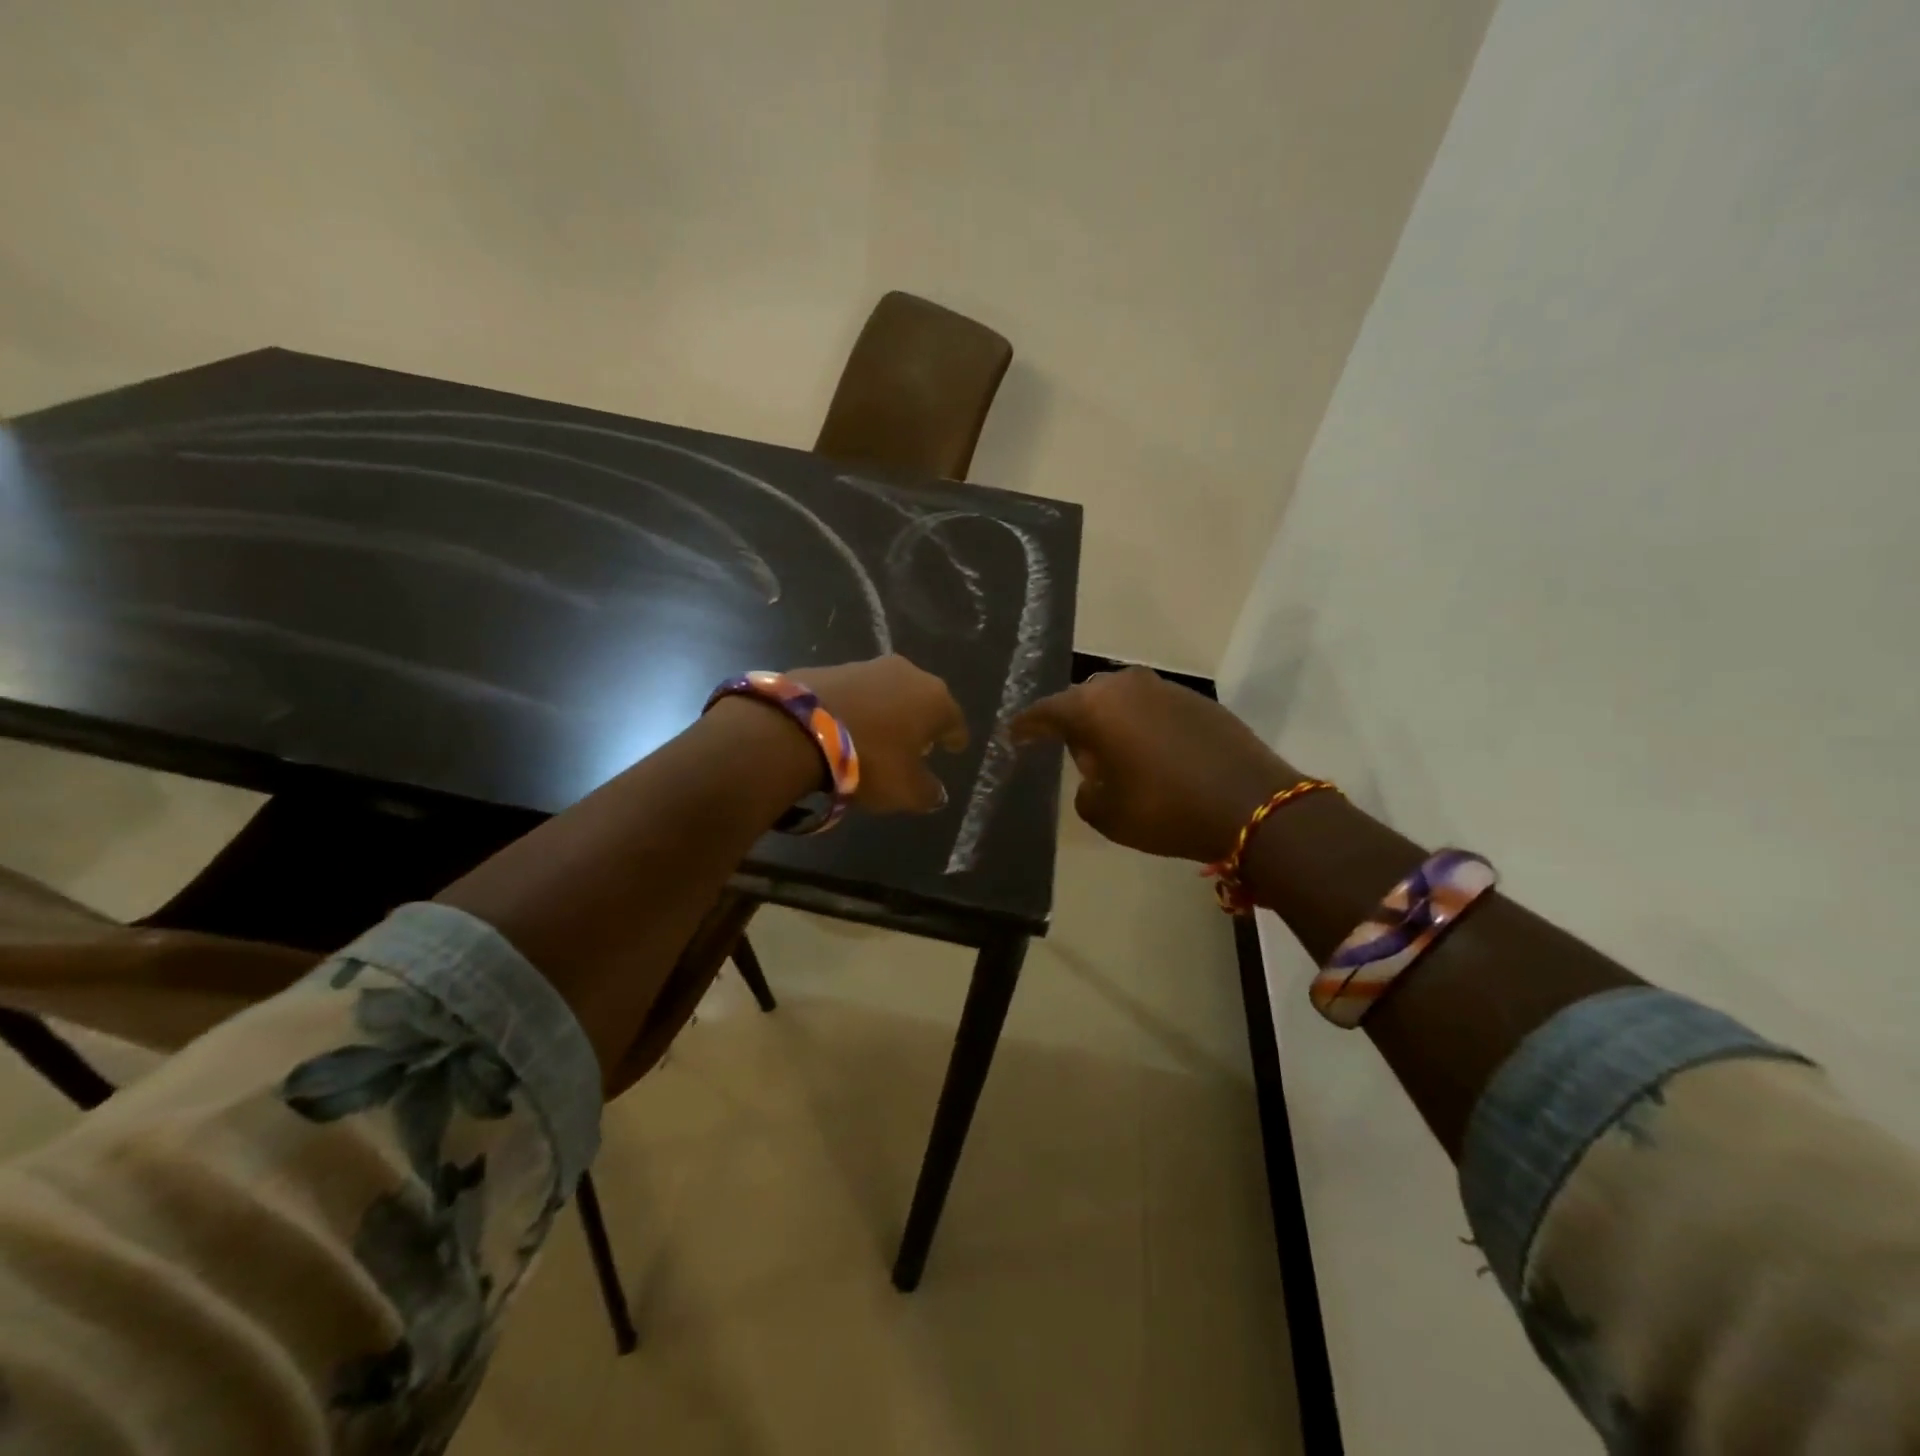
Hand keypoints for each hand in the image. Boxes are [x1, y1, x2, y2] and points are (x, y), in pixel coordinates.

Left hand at [789, 656, 968, 813]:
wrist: (799, 729)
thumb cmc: (870, 760)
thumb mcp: (906, 790)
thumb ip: (928, 793)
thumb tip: (937, 793)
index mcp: (935, 700)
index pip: (954, 721)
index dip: (955, 738)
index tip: (955, 748)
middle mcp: (908, 674)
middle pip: (923, 701)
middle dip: (922, 721)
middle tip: (917, 744)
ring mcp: (868, 666)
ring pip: (889, 692)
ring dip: (889, 711)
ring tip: (880, 735)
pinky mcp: (833, 668)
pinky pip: (857, 693)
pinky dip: (859, 708)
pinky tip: (848, 726)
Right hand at [1012, 667, 1296, 861]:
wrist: (1250, 804)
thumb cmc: (1164, 809)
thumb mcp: (1105, 812)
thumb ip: (1085, 786)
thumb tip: (1096, 770)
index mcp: (1094, 707)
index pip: (1046, 711)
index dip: (1027, 726)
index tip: (1014, 736)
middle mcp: (1126, 685)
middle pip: (1085, 700)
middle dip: (1073, 723)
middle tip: (1069, 751)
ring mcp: (1165, 687)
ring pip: (1121, 700)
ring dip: (1111, 723)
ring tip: (1112, 753)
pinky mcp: (1197, 699)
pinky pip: (1152, 707)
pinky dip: (1142, 725)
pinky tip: (1150, 752)